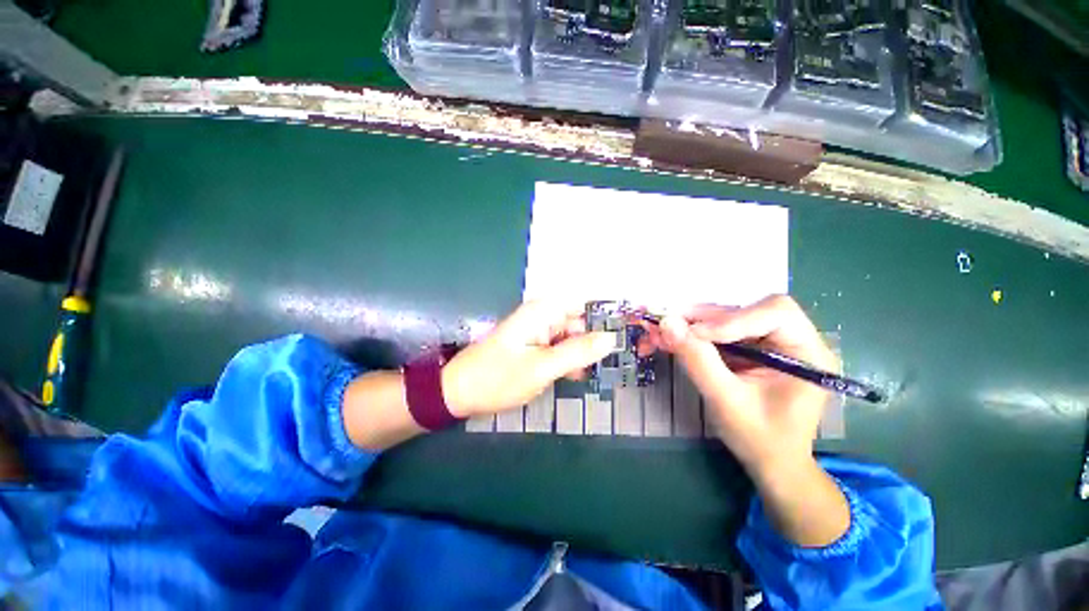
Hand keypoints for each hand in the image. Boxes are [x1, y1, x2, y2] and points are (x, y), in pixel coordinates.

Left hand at [441, 301, 616, 416]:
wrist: (459, 392)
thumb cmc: (497, 378)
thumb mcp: (542, 367)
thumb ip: (578, 351)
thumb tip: (611, 338)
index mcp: (544, 310)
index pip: (586, 302)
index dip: (608, 314)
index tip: (628, 332)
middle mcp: (544, 315)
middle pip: (582, 320)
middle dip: (598, 338)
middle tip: (618, 359)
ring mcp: (539, 330)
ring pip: (573, 335)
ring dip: (585, 352)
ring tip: (598, 370)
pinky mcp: (535, 345)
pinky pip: (561, 347)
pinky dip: (571, 359)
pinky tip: (576, 375)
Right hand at [650, 295, 837, 480]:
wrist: (769, 462)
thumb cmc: (759, 439)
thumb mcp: (727, 401)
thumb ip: (698, 361)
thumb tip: (667, 323)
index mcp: (806, 353)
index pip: (775, 313)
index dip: (732, 319)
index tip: (695, 334)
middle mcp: (790, 339)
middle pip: (741, 311)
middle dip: (698, 319)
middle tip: (662, 324)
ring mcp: (766, 341)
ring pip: (722, 319)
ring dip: (686, 325)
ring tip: (656, 333)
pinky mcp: (746, 347)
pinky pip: (714, 332)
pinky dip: (688, 336)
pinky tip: (666, 341)